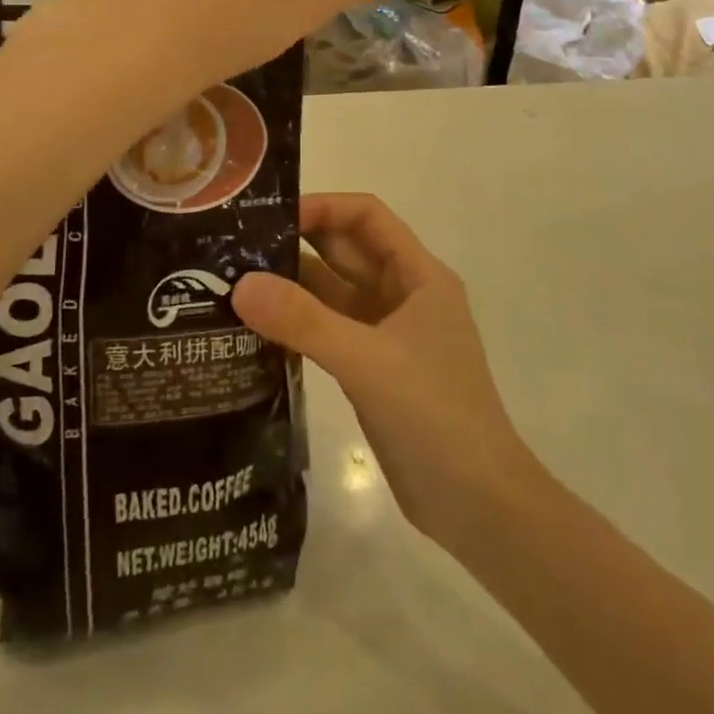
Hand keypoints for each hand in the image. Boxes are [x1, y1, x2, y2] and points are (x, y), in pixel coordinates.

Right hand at [231, 194, 540, 552]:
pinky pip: (329, 331)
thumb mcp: (367, 361)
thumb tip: (240, 284)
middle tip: (237, 246)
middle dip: (298, 243)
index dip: (323, 207)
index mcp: (418, 276)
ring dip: (293, 286)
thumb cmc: (435, 416)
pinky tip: (257, 329)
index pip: (367, 217)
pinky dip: (298, 326)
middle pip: (347, 251)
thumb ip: (304, 321)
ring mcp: (388, 334)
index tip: (270, 217)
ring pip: (334, 293)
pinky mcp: (373, 369)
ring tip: (235, 283)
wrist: (478, 506)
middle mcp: (404, 295)